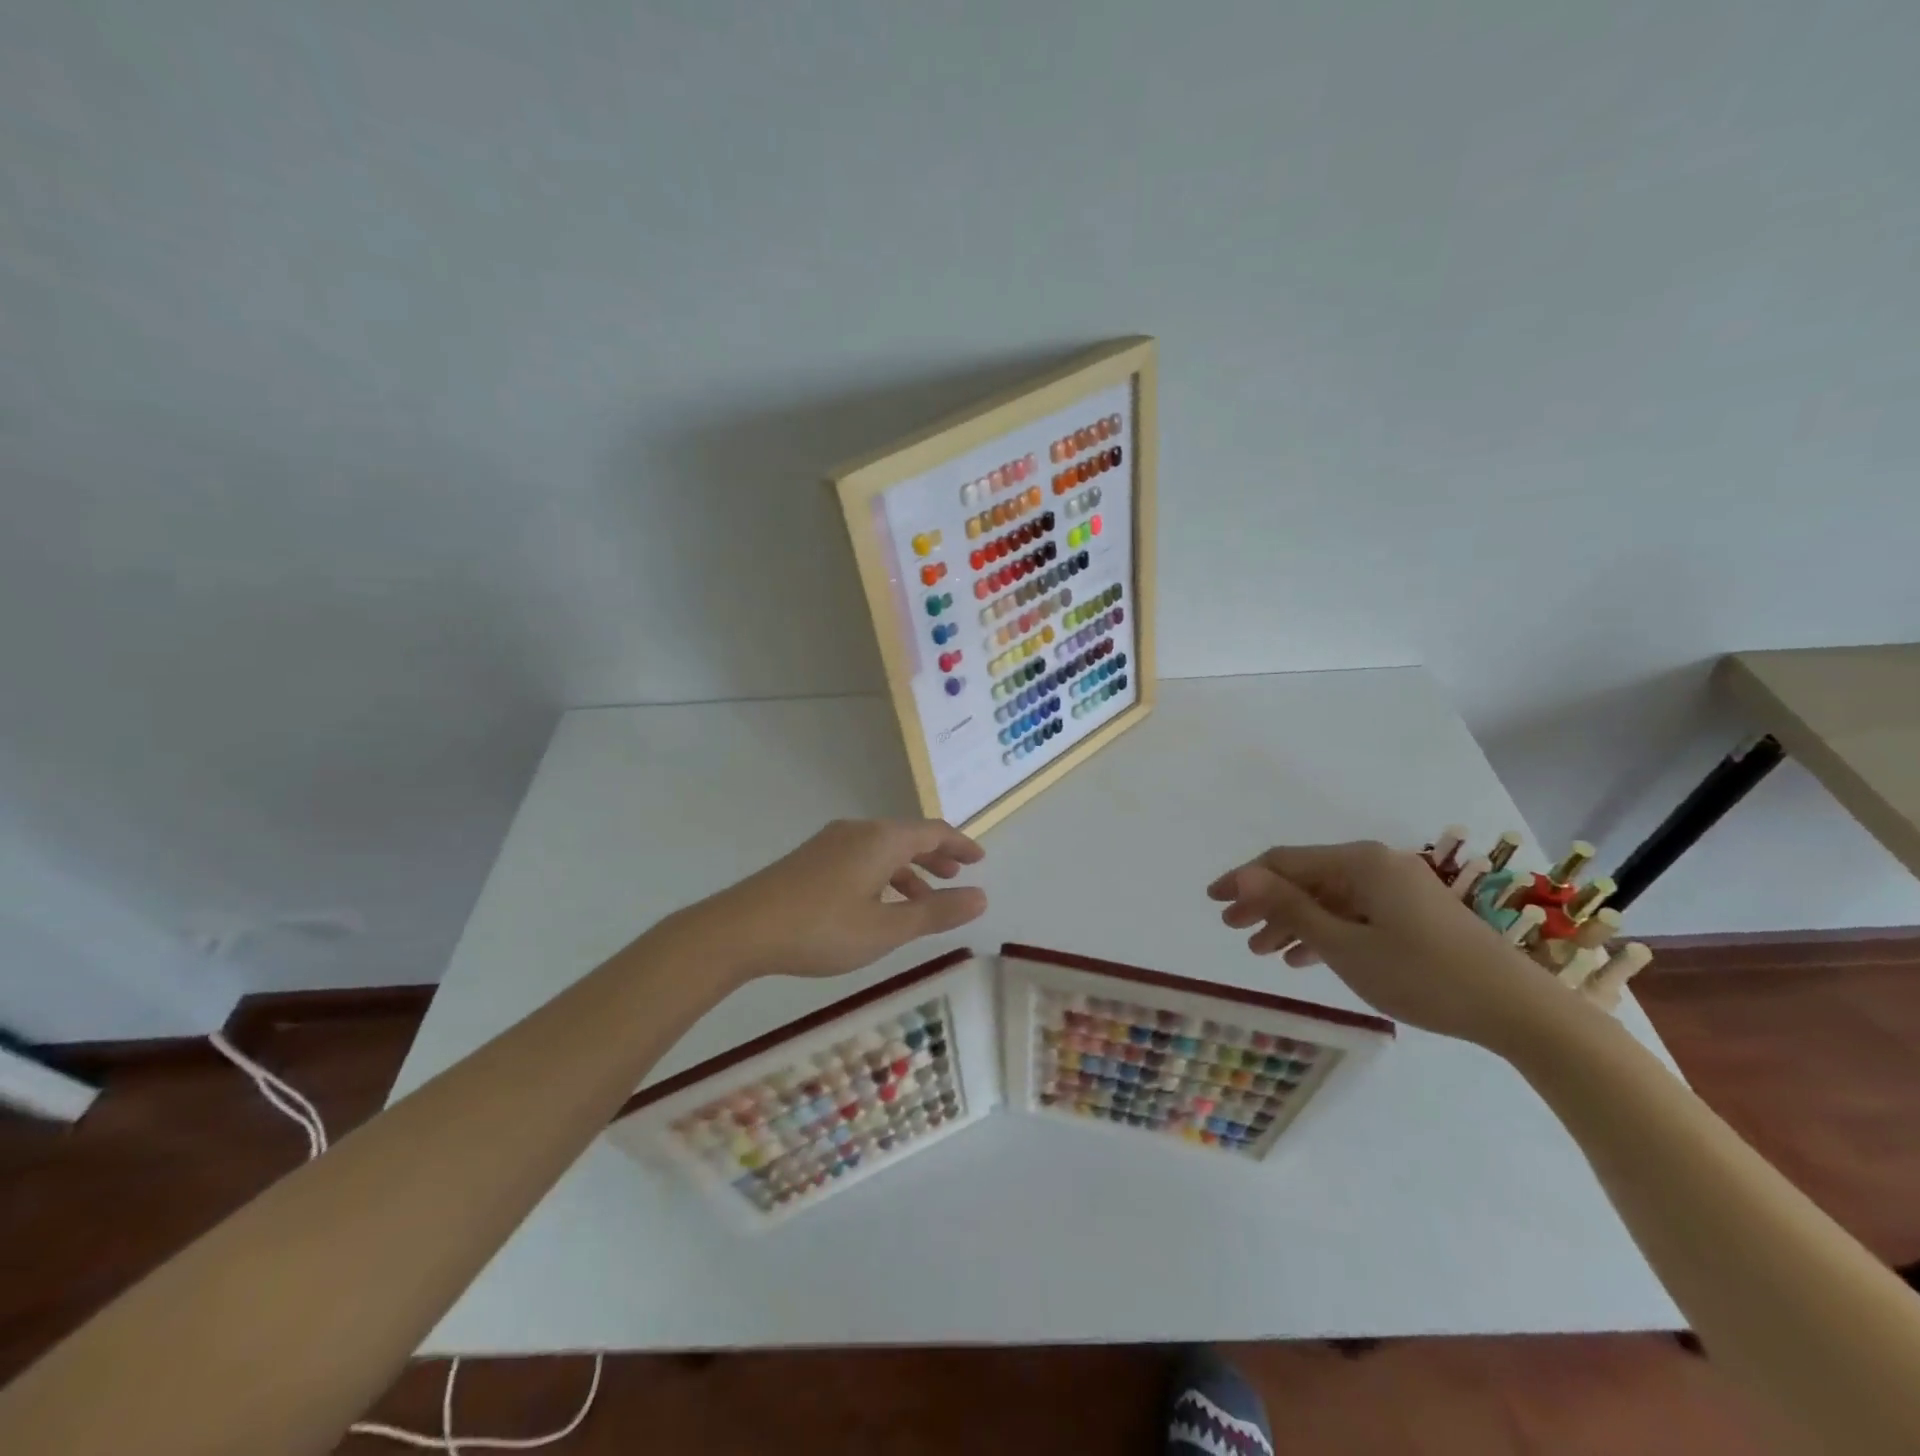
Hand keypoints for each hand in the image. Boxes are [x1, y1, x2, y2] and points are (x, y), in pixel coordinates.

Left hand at [666, 818, 986, 981]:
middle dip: (935, 856)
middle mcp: (858, 831)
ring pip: (882, 848)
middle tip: (957, 876)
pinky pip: (861, 857)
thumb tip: (981, 897)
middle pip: (907, 836)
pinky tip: (878, 903)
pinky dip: (883, 874)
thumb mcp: (886, 929)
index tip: (979, 860)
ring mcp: (830, 842)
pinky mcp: (810, 859)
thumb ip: (936, 912)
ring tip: (923, 898)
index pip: (933, 831)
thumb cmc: (821, 928)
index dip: (960, 844)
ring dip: (908, 869)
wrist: (740, 928)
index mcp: (881, 839)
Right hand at [1206, 840, 1565, 1048]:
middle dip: (1265, 904)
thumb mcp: (1344, 945)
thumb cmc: (1422, 975)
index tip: (1212, 901)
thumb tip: (1241, 877)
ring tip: (1262, 951)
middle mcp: (1377, 865)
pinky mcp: (1413, 913)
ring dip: (1293, 922)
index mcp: (1359, 862)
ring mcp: (1398, 888)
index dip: (1243, 880)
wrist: (1518, 1010)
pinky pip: (1354, 913)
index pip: (1284, 862)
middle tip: (1233, 930)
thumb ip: (1289, 908)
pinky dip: (1326, 931)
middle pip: (1306, 878)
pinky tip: (1304, 958)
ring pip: (1329, 899)